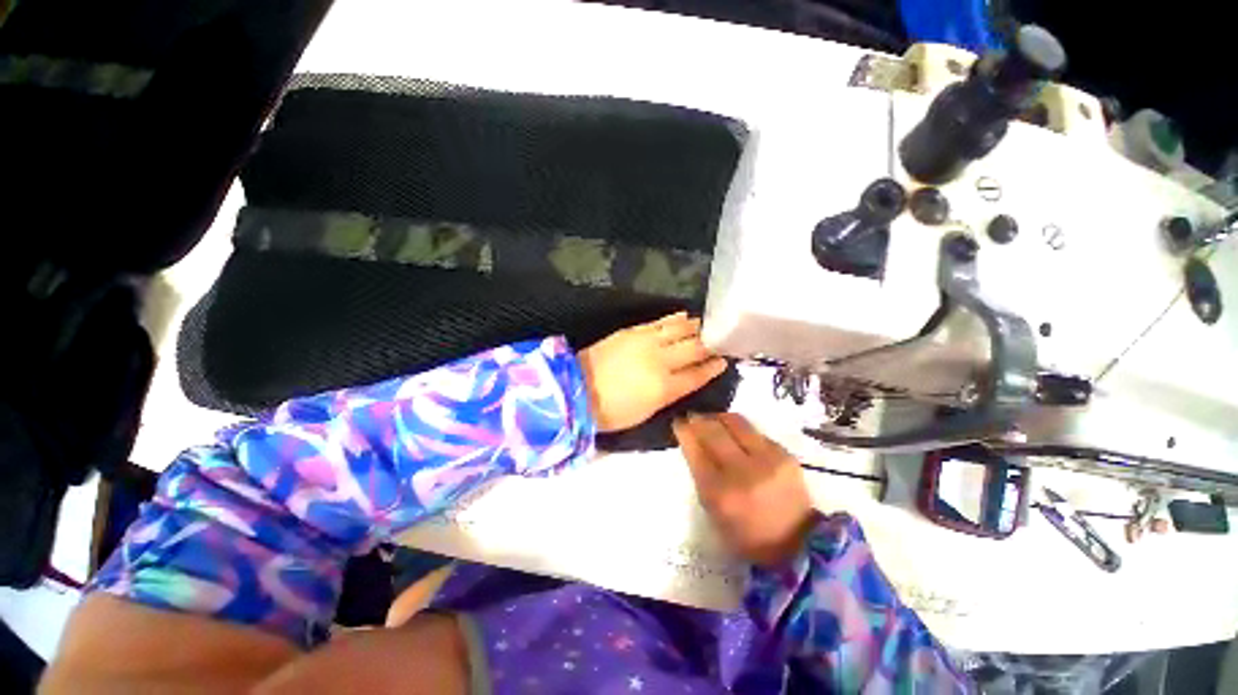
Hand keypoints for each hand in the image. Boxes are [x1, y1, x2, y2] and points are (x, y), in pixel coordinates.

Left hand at [578, 312, 727, 432]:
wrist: (577, 389)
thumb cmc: (612, 411)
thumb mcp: (646, 412)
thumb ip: (669, 394)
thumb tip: (684, 380)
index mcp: (666, 387)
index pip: (697, 375)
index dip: (712, 368)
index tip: (723, 361)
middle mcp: (661, 361)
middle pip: (694, 349)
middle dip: (710, 345)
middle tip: (720, 340)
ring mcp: (647, 343)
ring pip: (680, 330)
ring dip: (695, 328)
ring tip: (706, 325)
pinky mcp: (633, 331)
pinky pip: (660, 322)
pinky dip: (675, 318)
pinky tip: (684, 315)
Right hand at [673, 413, 814, 566]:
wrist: (797, 544)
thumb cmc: (746, 534)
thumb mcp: (713, 510)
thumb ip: (701, 475)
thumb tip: (694, 443)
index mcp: (719, 492)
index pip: (695, 450)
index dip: (684, 431)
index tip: (678, 422)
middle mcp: (742, 471)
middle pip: (713, 431)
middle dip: (698, 419)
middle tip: (692, 416)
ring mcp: (766, 459)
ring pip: (735, 422)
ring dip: (718, 417)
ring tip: (712, 418)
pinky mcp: (784, 454)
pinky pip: (754, 431)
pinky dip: (740, 428)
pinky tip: (735, 432)